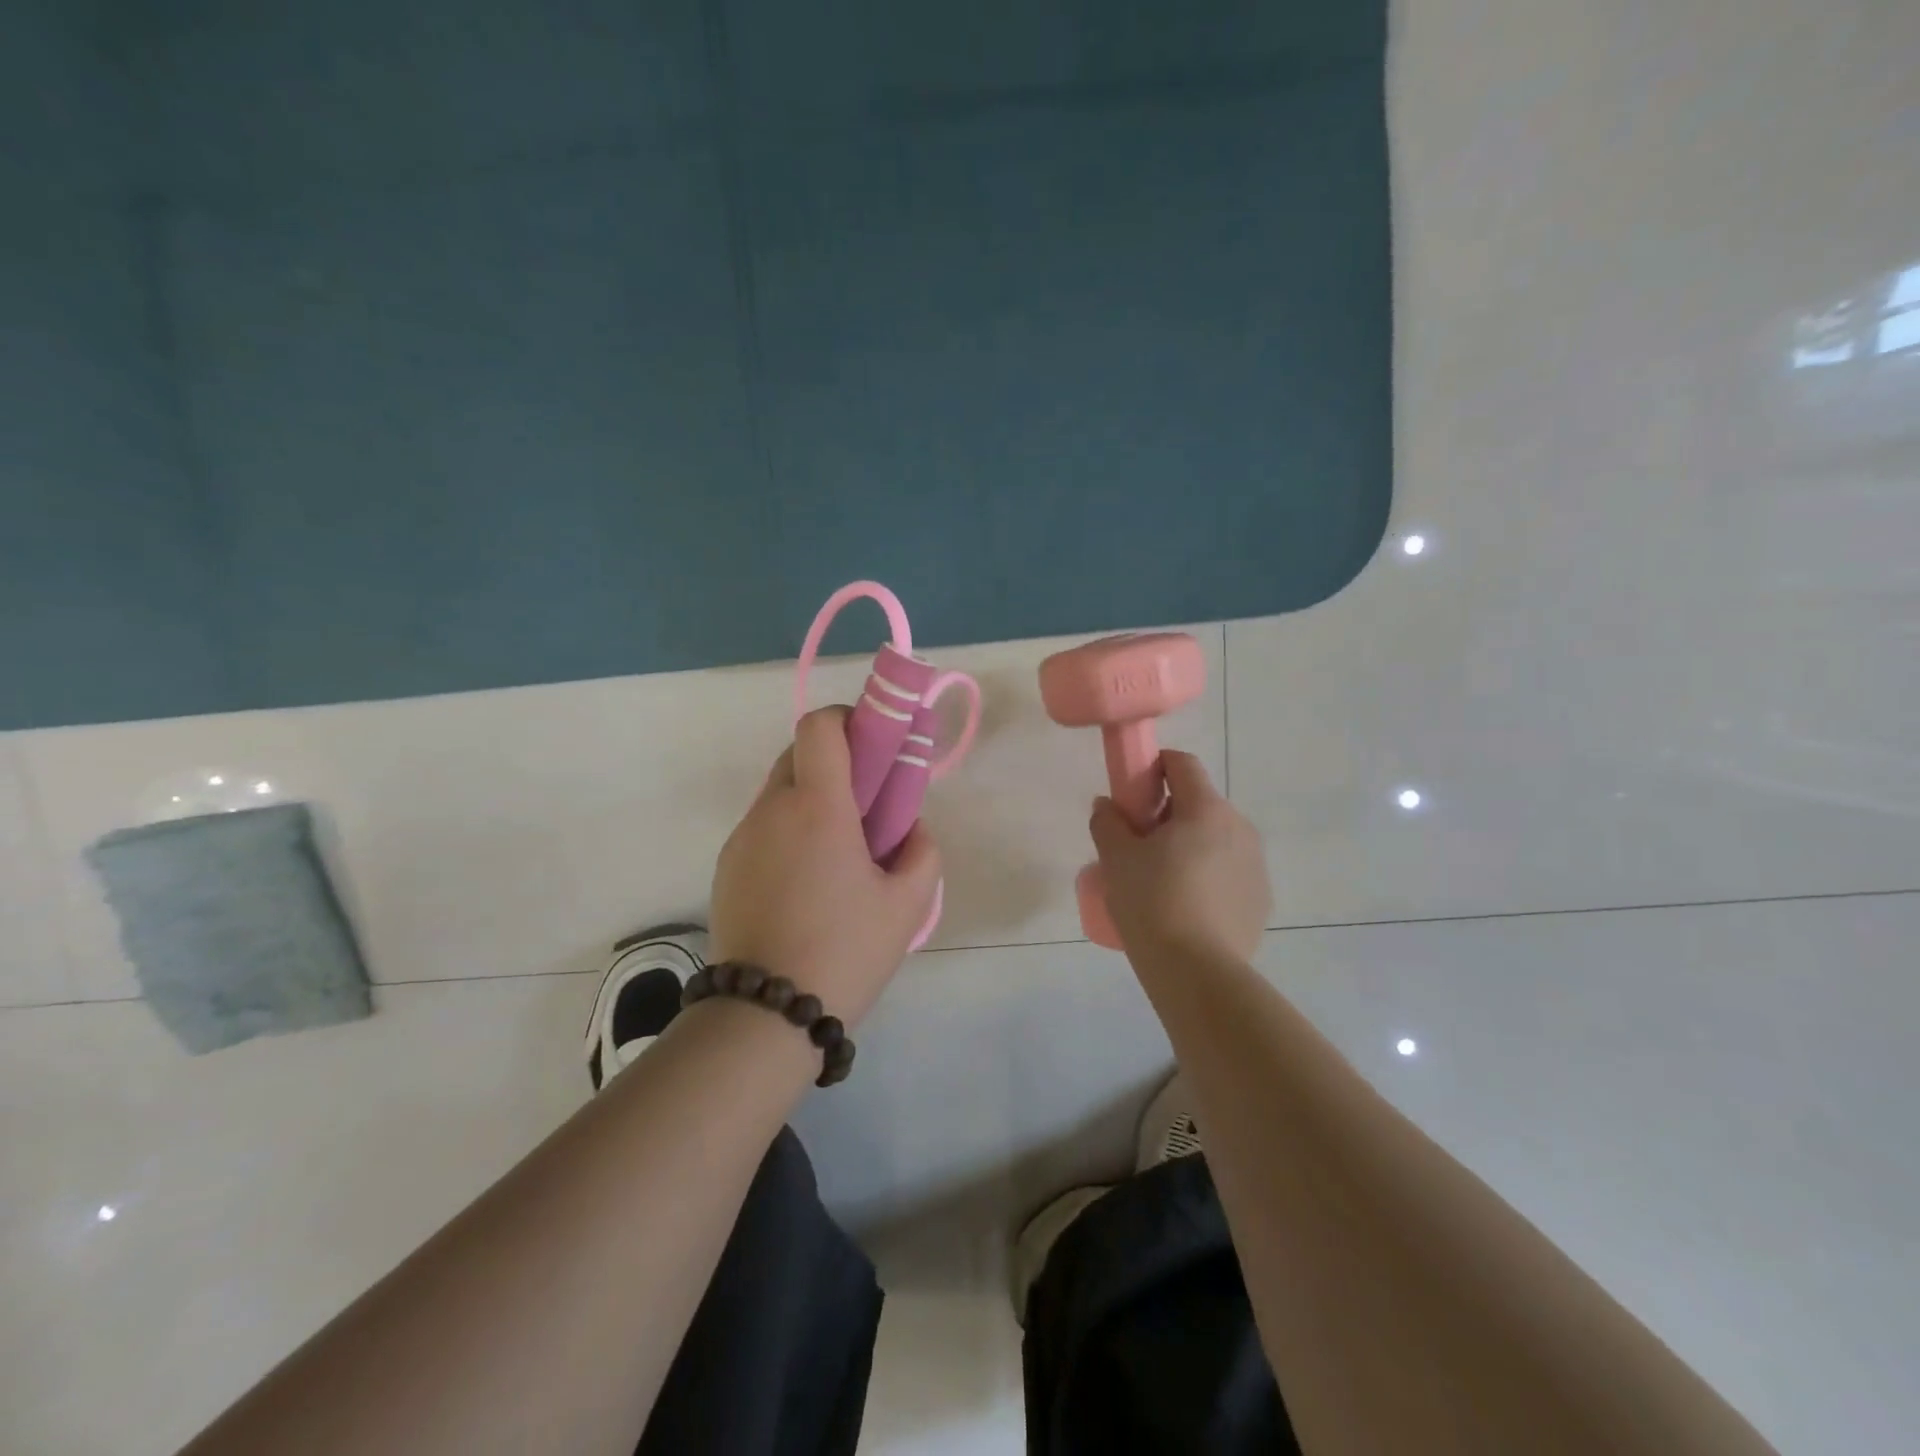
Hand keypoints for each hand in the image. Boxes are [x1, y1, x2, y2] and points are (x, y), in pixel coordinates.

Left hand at [710, 706, 940, 1026]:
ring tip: (839, 848)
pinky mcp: (726, 867)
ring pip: (778, 791)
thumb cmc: (845, 951)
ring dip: (811, 796)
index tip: (876, 746)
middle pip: (798, 753)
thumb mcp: (907, 904)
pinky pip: (763, 826)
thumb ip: (921, 851)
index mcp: (817, 806)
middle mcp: (771, 809)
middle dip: (835, 760)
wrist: (764, 1016)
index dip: (849, 720)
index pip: (820, 726)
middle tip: (867, 801)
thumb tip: (908, 829)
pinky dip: (788, 829)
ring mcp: (742, 838)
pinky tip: (807, 880)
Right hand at [1088, 751, 1270, 962]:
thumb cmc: (1152, 903)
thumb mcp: (1116, 859)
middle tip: (1137, 845)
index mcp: (1206, 809)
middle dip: (1167, 814)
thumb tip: (1107, 806)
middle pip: (1199, 803)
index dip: (1153, 768)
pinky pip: (1227, 872)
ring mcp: (1255, 865)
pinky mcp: (1260, 900)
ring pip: (1215, 839)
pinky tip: (1184, 908)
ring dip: (1188, 846)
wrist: (1197, 973)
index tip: (1131, 794)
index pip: (1182, 764)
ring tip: (1159, 882)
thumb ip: (1107, 822)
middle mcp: (1239, 828)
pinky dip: (1206, 876)